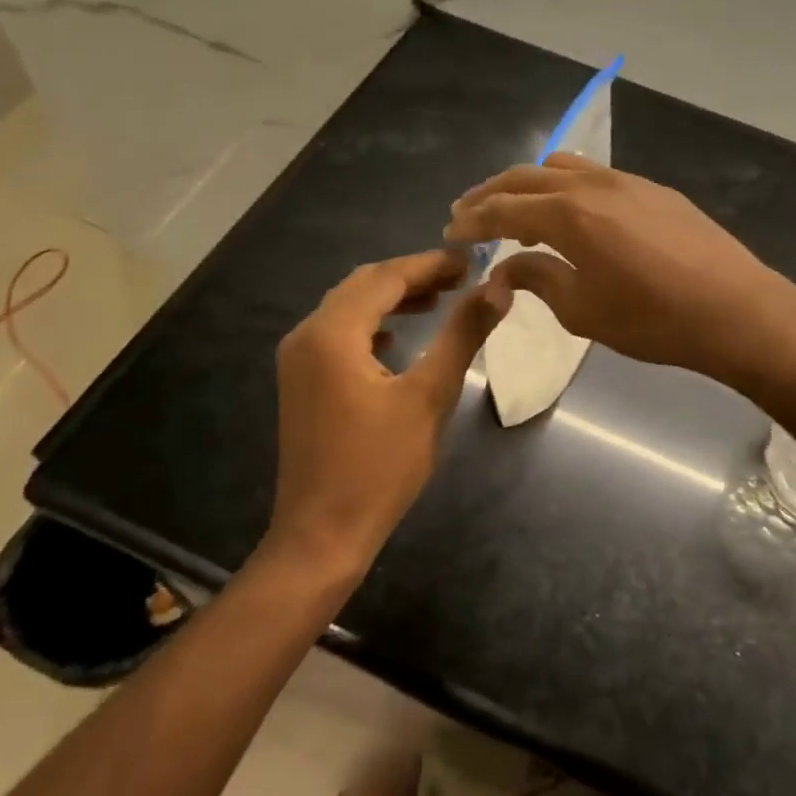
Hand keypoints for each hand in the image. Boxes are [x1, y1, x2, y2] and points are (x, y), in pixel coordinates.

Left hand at [269, 250, 504, 576]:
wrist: (322, 535)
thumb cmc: (379, 467)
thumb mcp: (429, 396)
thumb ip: (462, 335)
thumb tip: (497, 289)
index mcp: (332, 333)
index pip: (386, 276)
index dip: (431, 263)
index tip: (473, 260)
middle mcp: (306, 335)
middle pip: (363, 285)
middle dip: (413, 274)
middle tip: (462, 276)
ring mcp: (298, 359)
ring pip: (349, 307)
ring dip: (393, 297)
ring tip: (440, 298)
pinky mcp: (302, 381)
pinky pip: (339, 333)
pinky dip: (373, 322)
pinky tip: (399, 335)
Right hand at [445, 154, 795, 387]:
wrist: (736, 310)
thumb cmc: (653, 319)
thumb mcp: (583, 309)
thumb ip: (538, 279)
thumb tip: (505, 268)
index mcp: (569, 214)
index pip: (503, 209)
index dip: (471, 220)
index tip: (449, 233)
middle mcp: (594, 184)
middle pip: (527, 177)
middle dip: (491, 194)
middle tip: (468, 213)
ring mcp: (628, 181)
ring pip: (563, 166)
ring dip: (530, 184)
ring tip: (517, 210)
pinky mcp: (655, 189)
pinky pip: (596, 175)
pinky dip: (567, 186)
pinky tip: (572, 212)